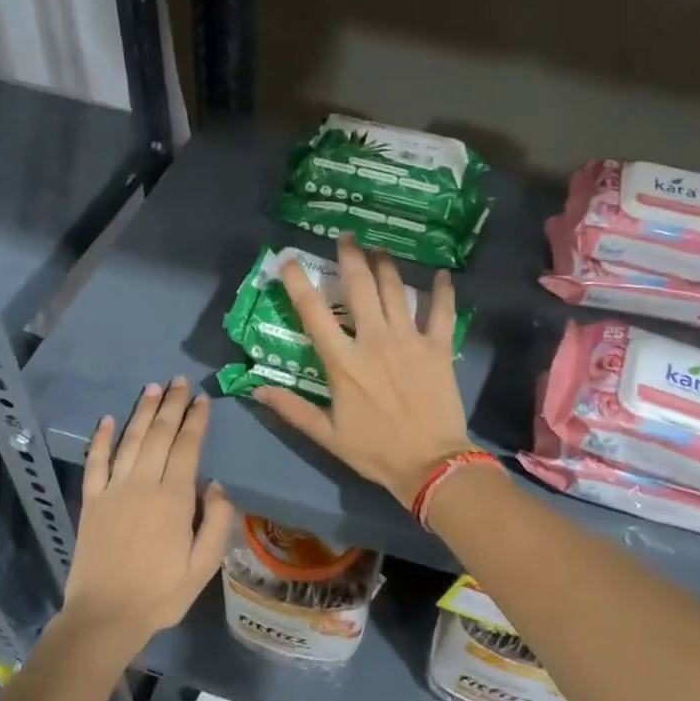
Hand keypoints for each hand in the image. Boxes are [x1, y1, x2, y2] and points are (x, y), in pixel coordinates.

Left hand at [60, 379, 234, 651]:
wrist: (106, 615)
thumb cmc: (162, 593)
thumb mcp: (205, 564)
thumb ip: (216, 521)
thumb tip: (215, 485)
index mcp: (174, 498)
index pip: (187, 447)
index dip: (196, 421)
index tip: (202, 399)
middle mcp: (143, 484)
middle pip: (159, 435)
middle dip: (172, 405)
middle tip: (179, 381)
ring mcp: (113, 490)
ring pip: (130, 441)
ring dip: (142, 413)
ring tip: (153, 389)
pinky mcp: (91, 502)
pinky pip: (95, 462)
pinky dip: (101, 439)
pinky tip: (107, 419)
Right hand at [253, 233, 473, 507]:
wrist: (430, 464)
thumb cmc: (375, 451)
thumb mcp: (327, 435)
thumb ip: (292, 409)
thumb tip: (256, 389)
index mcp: (344, 362)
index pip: (314, 314)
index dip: (299, 283)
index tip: (290, 260)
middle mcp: (375, 341)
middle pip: (360, 287)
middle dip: (350, 256)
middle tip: (346, 237)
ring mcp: (410, 341)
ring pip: (396, 290)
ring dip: (386, 265)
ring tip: (379, 248)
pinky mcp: (438, 347)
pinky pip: (441, 311)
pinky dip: (443, 291)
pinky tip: (442, 274)